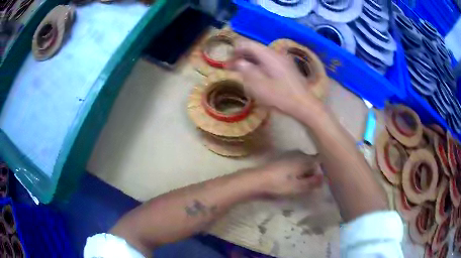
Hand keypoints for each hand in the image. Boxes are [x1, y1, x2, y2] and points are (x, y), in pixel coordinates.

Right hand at [228, 40, 324, 116]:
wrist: (305, 106)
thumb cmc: (281, 97)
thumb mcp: (260, 86)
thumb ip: (247, 71)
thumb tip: (239, 62)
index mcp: (269, 55)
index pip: (249, 45)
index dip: (236, 50)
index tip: (227, 60)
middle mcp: (277, 54)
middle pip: (256, 49)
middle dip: (242, 56)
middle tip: (232, 67)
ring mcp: (284, 61)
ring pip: (263, 56)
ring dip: (251, 61)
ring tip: (242, 71)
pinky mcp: (288, 68)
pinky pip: (269, 62)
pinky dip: (260, 66)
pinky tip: (257, 75)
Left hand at [252, 150, 323, 196]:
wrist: (256, 180)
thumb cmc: (279, 184)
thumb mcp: (298, 187)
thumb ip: (312, 182)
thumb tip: (323, 178)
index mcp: (305, 158)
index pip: (319, 162)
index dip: (320, 173)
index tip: (317, 183)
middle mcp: (299, 153)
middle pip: (311, 163)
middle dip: (311, 173)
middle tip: (307, 186)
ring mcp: (289, 154)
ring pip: (302, 163)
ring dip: (303, 173)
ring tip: (298, 184)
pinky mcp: (281, 159)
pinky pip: (294, 164)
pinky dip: (295, 171)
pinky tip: (289, 180)